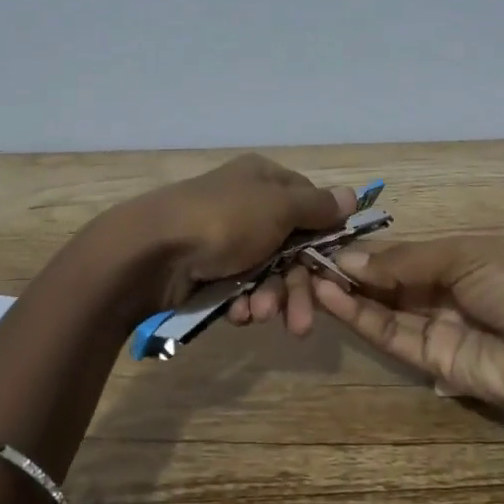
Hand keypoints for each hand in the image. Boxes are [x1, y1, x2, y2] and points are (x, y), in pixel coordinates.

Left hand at [116, 154, 356, 333]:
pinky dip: (243, 302)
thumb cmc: (224, 221)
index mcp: (265, 180)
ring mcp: (227, 238)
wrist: (151, 252)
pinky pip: (240, 287)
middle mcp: (248, 205)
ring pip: (268, 273)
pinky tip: (237, 314)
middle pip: (292, 248)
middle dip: (298, 287)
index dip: (324, 238)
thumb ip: (317, 207)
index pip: (310, 206)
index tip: (335, 270)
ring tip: (259, 315)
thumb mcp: (278, 207)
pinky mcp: (208, 269)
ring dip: (271, 298)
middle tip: (302, 323)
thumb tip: (352, 195)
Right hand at [311, 237, 503, 419]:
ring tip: (312, 278)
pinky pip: (391, 336)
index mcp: (458, 261)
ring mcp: (437, 329)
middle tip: (309, 262)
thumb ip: (404, 261)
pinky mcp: (432, 363)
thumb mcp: (462, 256)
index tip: (328, 242)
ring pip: (383, 310)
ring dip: (348, 295)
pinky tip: (332, 297)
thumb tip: (350, 260)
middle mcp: (444, 294)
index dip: (368, 250)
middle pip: (388, 283)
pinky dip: (360, 318)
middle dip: (352, 272)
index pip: (402, 255)